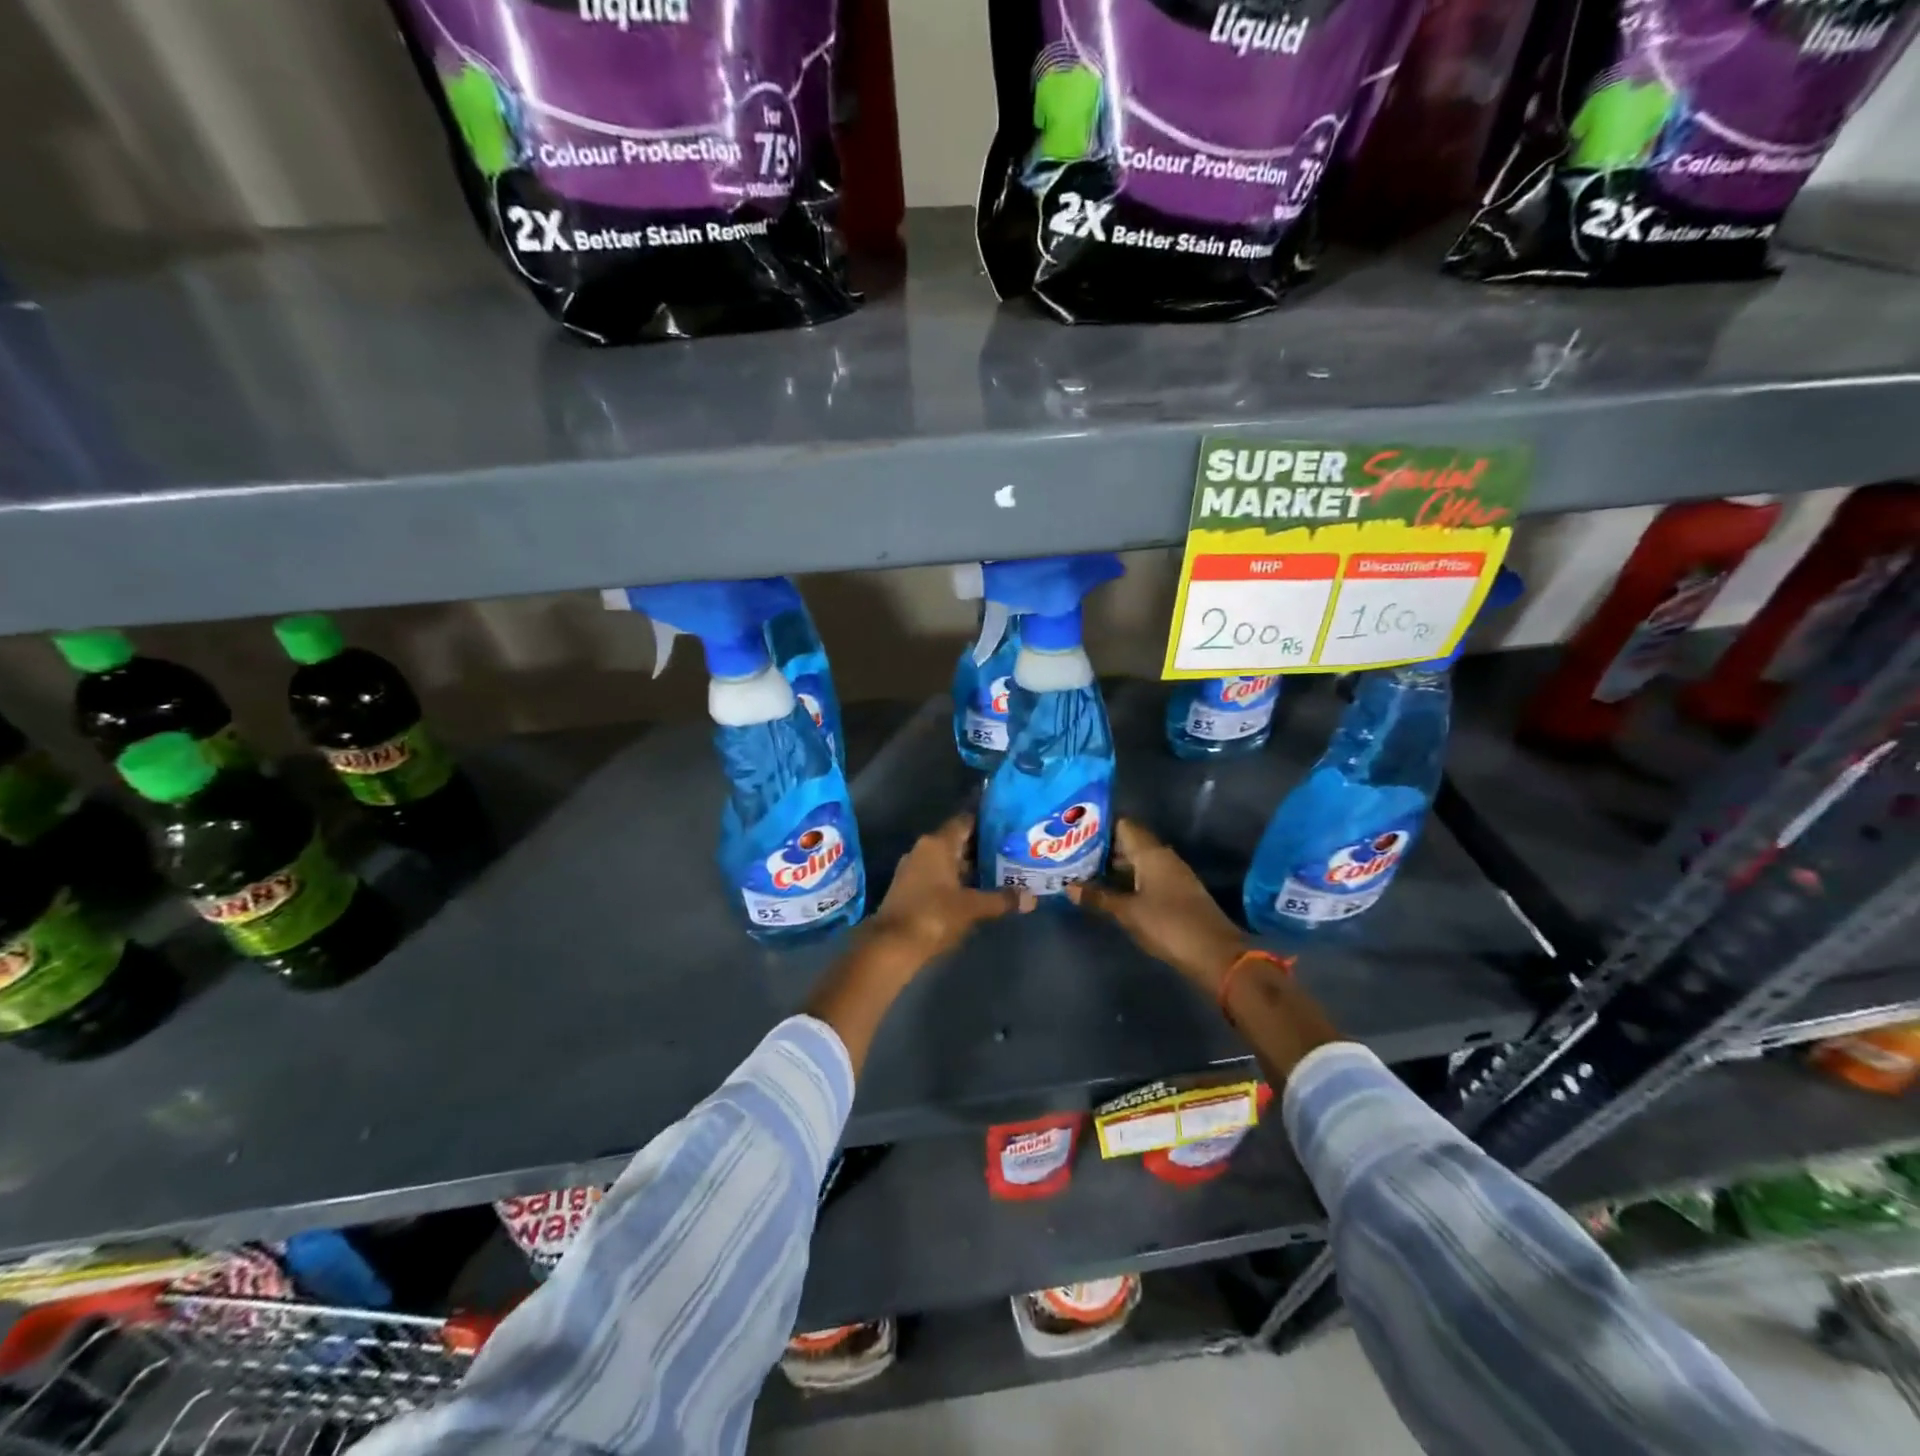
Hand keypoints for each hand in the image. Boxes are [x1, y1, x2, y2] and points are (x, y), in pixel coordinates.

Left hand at [868, 813, 1032, 964]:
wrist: (892, 945)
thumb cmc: (934, 915)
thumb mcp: (973, 907)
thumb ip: (1002, 899)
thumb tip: (1032, 899)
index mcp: (937, 844)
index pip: (966, 822)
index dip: (987, 823)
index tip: (1009, 827)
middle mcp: (923, 849)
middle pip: (958, 841)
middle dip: (983, 847)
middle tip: (1011, 851)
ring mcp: (914, 869)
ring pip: (948, 860)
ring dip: (970, 866)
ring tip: (1000, 871)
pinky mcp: (909, 888)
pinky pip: (938, 875)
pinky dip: (956, 880)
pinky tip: (975, 891)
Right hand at [1067, 819, 1245, 993]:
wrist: (1215, 953)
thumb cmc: (1168, 925)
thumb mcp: (1127, 912)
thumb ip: (1098, 897)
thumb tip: (1068, 886)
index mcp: (1151, 853)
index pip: (1123, 825)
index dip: (1099, 826)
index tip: (1074, 832)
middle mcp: (1163, 857)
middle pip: (1129, 842)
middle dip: (1102, 849)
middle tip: (1072, 855)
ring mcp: (1172, 875)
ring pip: (1138, 861)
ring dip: (1114, 867)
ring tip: (1084, 873)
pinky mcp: (1176, 892)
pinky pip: (1147, 876)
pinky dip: (1128, 880)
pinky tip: (1110, 892)